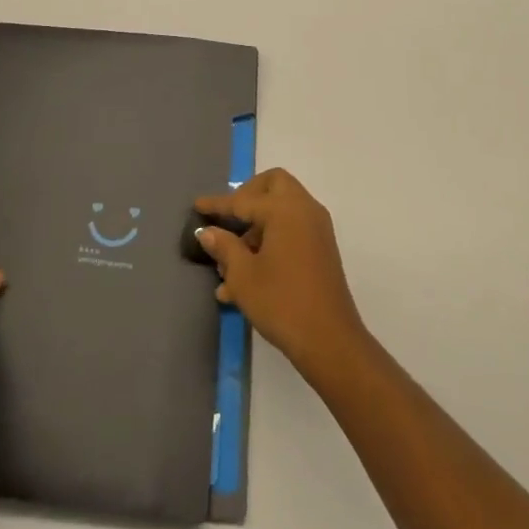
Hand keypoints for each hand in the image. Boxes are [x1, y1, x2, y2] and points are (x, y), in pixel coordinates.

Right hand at [195, 168, 366, 382]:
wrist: (331, 342)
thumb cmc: (282, 303)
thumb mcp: (243, 276)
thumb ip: (224, 247)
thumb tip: (207, 231)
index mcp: (285, 209)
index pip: (243, 199)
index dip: (217, 204)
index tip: (197, 205)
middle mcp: (304, 209)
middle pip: (273, 186)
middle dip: (247, 196)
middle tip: (228, 219)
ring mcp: (316, 229)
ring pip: (282, 210)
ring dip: (256, 226)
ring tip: (229, 263)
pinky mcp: (321, 249)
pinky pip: (291, 230)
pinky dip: (270, 239)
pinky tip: (246, 276)